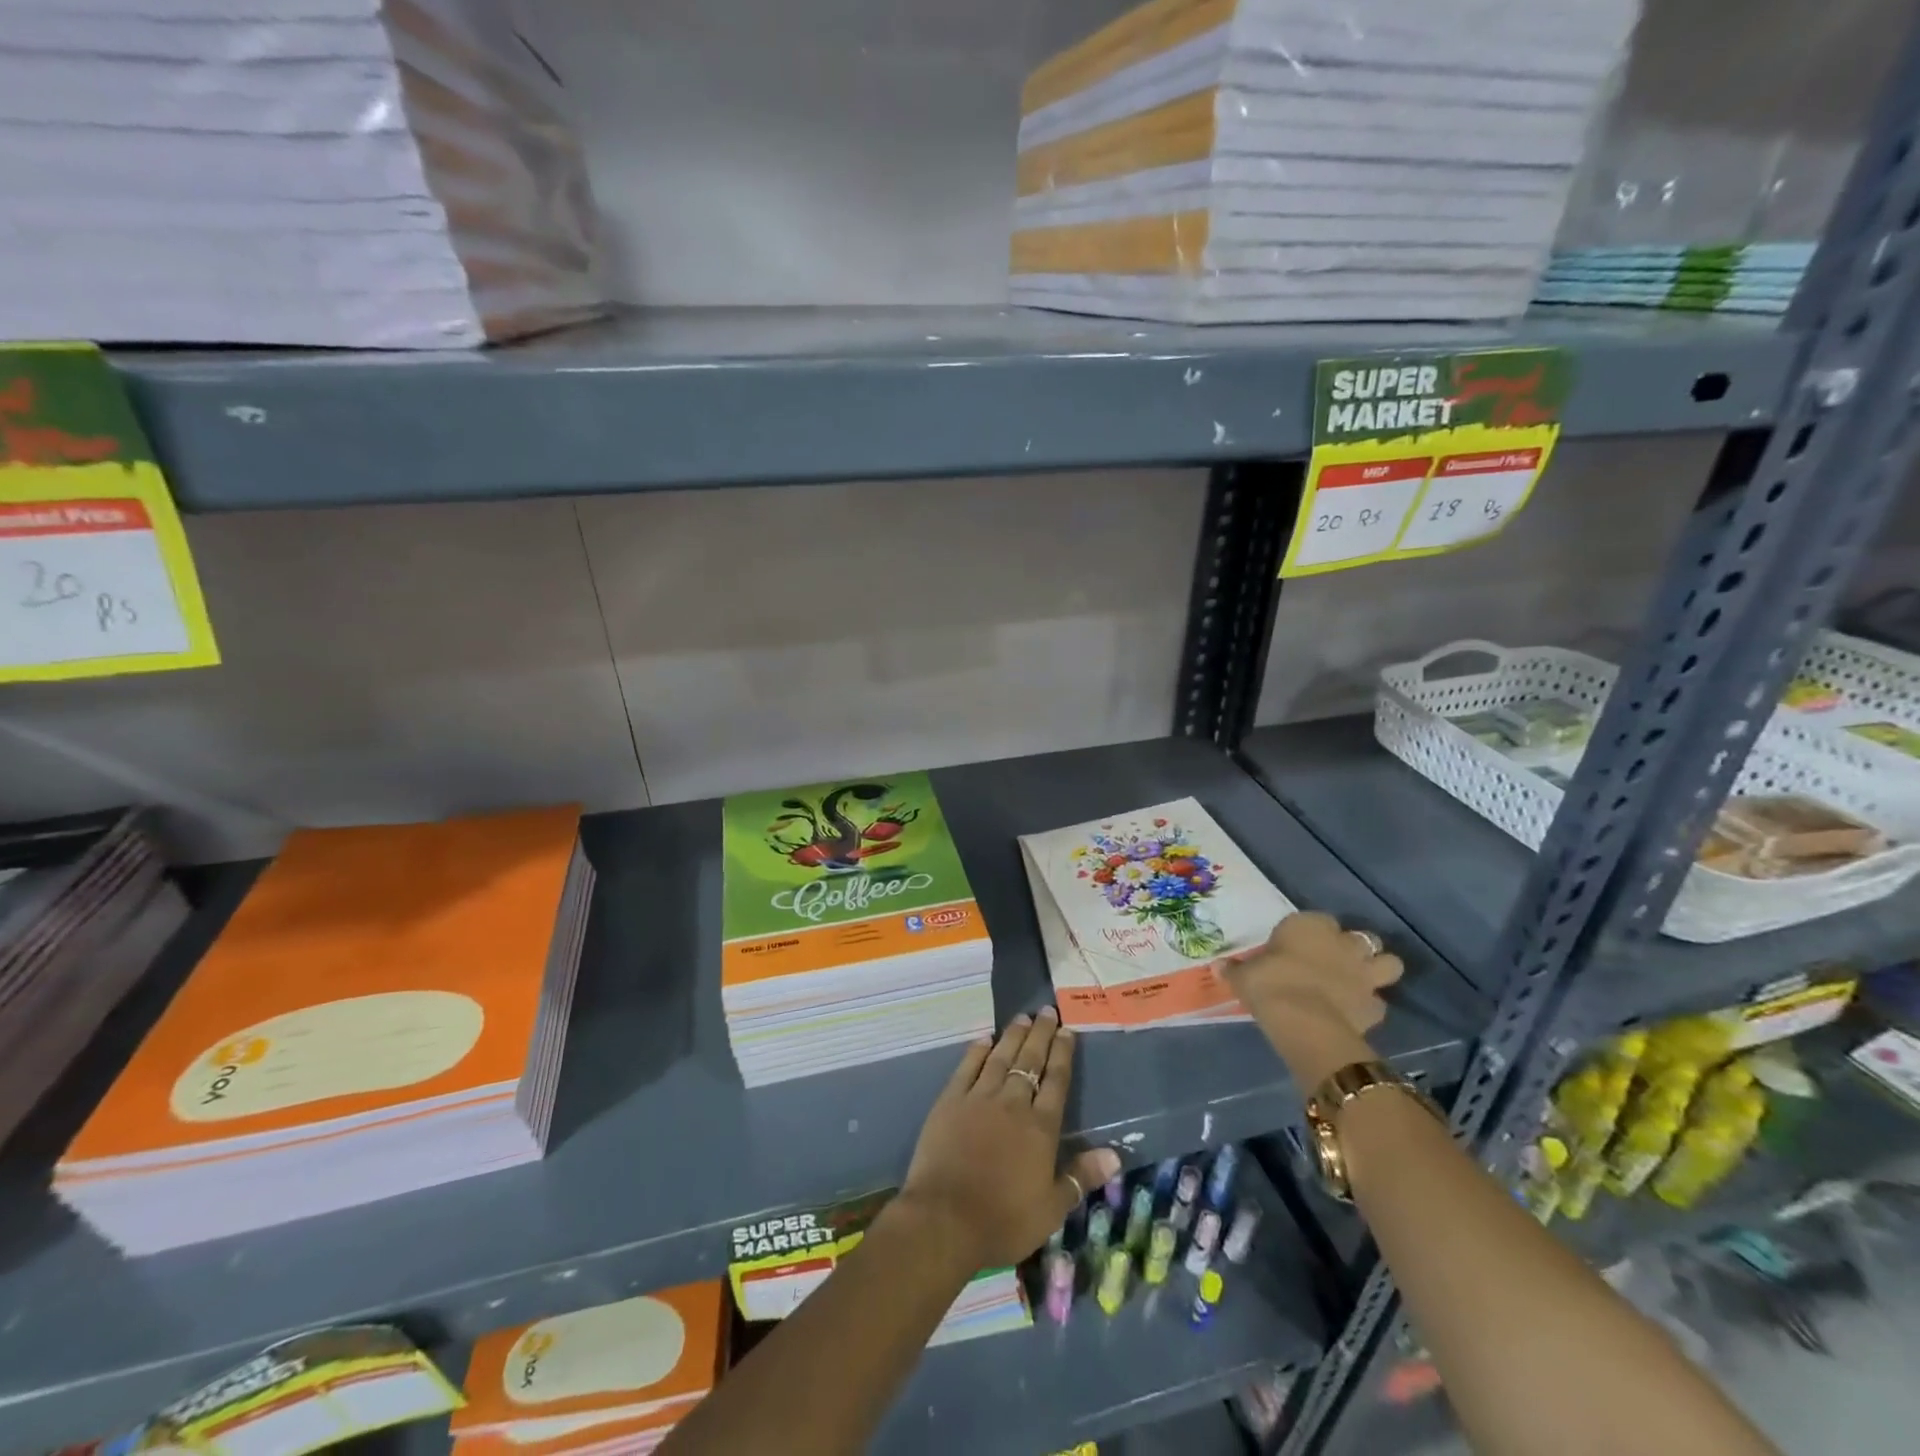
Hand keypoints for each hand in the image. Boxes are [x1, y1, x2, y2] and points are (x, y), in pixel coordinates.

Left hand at [898, 1008, 1119, 1269]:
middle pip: (1030, 1061)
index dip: (1063, 1054)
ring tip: (1023, 1017)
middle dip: (1041, 1034)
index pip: (1056, 1081)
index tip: (1067, 1030)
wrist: (945, 1218)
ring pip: (1000, 1057)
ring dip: (1013, 1036)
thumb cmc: (1003, 1219)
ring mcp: (979, 1098)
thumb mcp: (1051, 1208)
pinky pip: (967, 1067)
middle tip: (1047, 1011)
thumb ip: (1080, 1176)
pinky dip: (977, 1051)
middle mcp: (1012, 1103)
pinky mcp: (950, 1100)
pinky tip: (984, 1039)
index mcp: (1040, 1128)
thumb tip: (1114, 1154)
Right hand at [1221, 912, 1403, 1088]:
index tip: (1296, 946)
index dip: (1310, 933)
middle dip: (1353, 948)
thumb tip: (1217, 967)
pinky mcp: (1375, 1006)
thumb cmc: (1269, 985)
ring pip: (1389, 963)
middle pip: (1360, 938)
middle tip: (1334, 962)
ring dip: (1377, 970)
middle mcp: (1343, 943)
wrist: (1304, 1021)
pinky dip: (1369, 1006)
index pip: (1317, 920)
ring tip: (1359, 981)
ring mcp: (1364, 974)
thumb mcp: (1243, 976)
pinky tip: (1353, 1012)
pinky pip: (1377, 1002)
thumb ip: (1235, 970)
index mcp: (1309, 926)